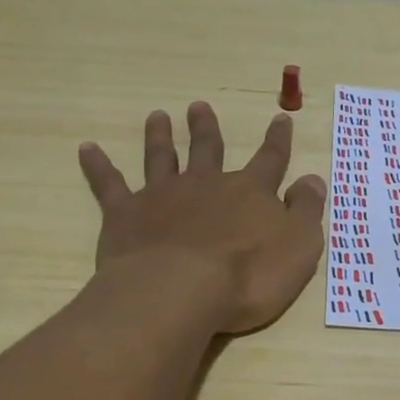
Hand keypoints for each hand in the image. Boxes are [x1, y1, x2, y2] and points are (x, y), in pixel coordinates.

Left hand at [79, 103, 325, 334]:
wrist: (180, 292)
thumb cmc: (248, 276)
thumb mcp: (299, 246)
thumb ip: (306, 210)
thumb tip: (313, 179)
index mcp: (249, 192)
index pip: (270, 159)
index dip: (278, 140)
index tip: (281, 118)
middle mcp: (206, 184)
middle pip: (208, 149)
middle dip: (206, 128)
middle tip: (199, 107)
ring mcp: (163, 195)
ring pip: (162, 157)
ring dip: (160, 136)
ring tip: (157, 116)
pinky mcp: (126, 214)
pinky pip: (109, 184)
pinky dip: (98, 165)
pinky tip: (87, 148)